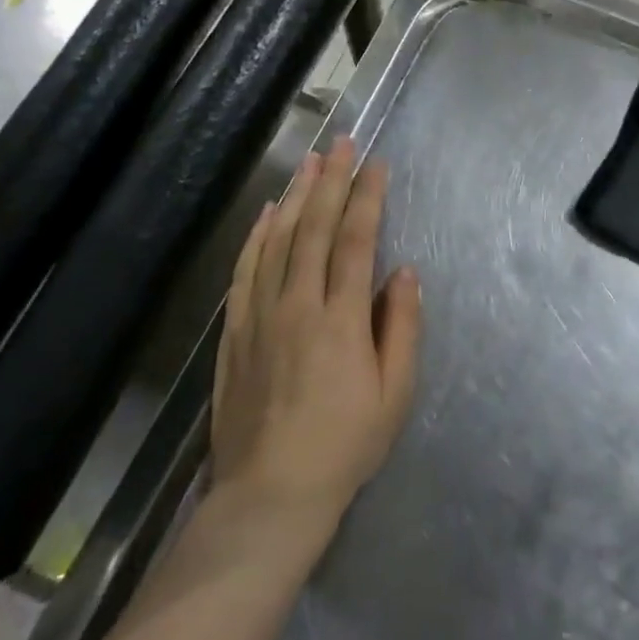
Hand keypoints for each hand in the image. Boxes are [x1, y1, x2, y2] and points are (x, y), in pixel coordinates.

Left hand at [211, 137, 422, 532]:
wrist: (269, 496)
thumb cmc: (345, 445)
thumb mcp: (394, 394)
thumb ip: (401, 327)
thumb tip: (403, 272)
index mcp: (341, 320)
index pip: (355, 241)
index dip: (367, 198)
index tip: (376, 165)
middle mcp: (298, 306)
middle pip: (314, 229)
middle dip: (331, 181)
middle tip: (341, 143)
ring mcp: (261, 316)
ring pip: (277, 241)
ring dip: (295, 197)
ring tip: (309, 162)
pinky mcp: (235, 332)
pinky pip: (245, 271)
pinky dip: (256, 236)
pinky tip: (266, 213)